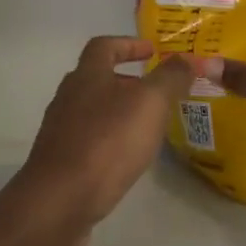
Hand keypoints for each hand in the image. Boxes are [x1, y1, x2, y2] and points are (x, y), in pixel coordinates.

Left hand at [14, 38, 191, 239]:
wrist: (59, 201)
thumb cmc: (107, 142)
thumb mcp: (149, 103)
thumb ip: (170, 78)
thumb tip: (186, 59)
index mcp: (87, 75)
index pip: (104, 46)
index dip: (128, 44)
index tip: (152, 50)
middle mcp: (68, 97)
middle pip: (97, 78)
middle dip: (127, 81)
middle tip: (157, 93)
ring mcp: (60, 131)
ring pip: (93, 111)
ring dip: (119, 112)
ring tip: (148, 127)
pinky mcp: (60, 163)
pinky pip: (88, 141)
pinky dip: (109, 141)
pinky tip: (126, 158)